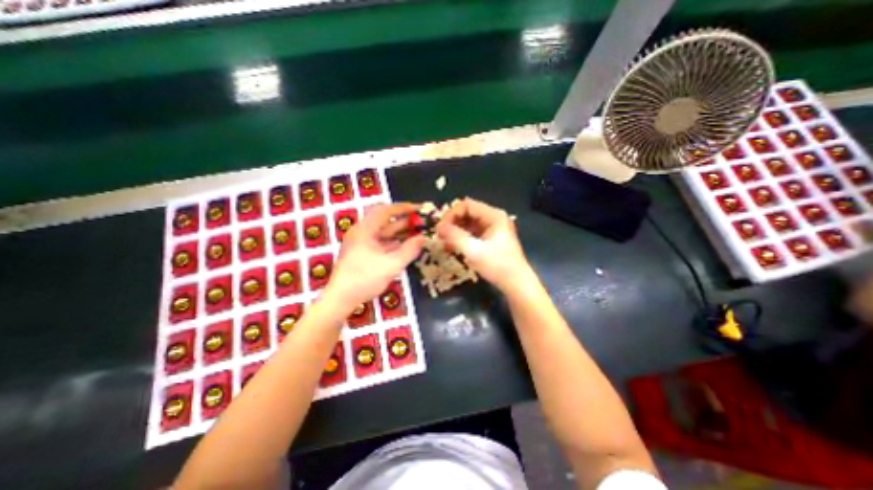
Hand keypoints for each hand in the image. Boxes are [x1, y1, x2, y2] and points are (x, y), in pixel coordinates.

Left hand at [324, 201, 426, 313]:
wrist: (341, 298)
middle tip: (421, 222)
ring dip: (399, 232)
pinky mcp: (361, 253)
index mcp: (365, 230)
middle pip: (384, 220)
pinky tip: (405, 245)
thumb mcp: (391, 265)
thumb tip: (423, 238)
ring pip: (383, 232)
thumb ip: (409, 250)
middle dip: (403, 221)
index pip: (385, 211)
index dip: (403, 208)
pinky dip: (393, 242)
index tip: (418, 209)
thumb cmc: (364, 279)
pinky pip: (380, 242)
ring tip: (417, 232)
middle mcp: (361, 232)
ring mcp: (361, 243)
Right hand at [434, 198, 534, 293]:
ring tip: (444, 242)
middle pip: (467, 212)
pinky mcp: (491, 238)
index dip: (451, 214)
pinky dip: (462, 237)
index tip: (440, 229)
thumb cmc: (498, 266)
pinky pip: (472, 232)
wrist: (517, 284)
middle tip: (440, 236)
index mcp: (494, 216)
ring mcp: (493, 228)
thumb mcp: (474, 251)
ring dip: (455, 230)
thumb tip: (438, 227)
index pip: (467, 205)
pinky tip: (453, 247)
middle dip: (452, 222)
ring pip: (468, 222)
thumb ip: (455, 237)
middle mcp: (494, 218)